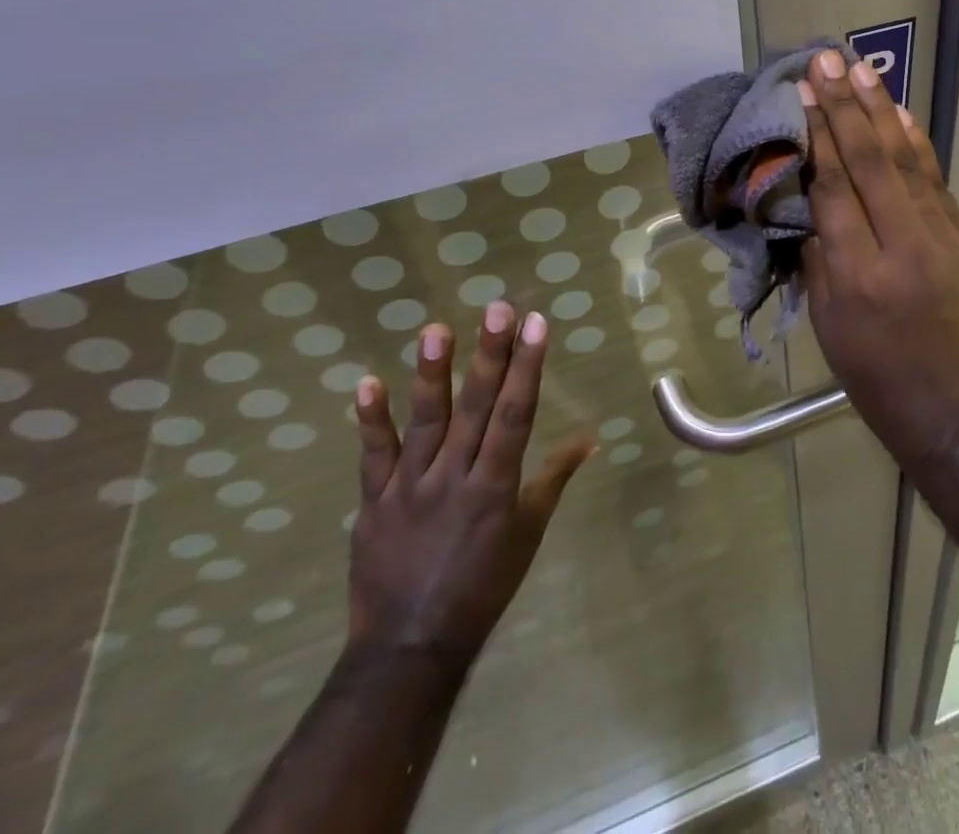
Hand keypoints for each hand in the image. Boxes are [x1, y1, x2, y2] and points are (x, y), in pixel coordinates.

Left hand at [346, 306, 591, 674]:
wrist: (409, 648)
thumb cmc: (482, 587)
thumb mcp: (528, 533)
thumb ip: (554, 479)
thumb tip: (590, 439)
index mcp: (496, 486)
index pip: (517, 414)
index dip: (528, 367)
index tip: (536, 324)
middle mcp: (455, 478)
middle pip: (476, 408)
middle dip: (490, 355)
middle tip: (498, 308)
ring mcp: (410, 487)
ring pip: (424, 422)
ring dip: (431, 375)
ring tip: (436, 330)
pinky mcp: (374, 501)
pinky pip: (373, 456)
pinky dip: (370, 420)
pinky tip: (367, 382)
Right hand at [798, 49, 958, 471]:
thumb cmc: (879, 380)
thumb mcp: (830, 327)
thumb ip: (819, 259)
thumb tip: (812, 204)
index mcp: (858, 274)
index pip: (834, 187)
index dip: (817, 135)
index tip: (804, 93)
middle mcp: (902, 245)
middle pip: (870, 161)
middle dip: (845, 106)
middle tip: (827, 61)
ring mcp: (941, 238)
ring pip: (906, 162)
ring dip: (882, 111)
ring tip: (862, 71)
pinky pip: (935, 181)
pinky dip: (917, 144)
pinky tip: (902, 115)